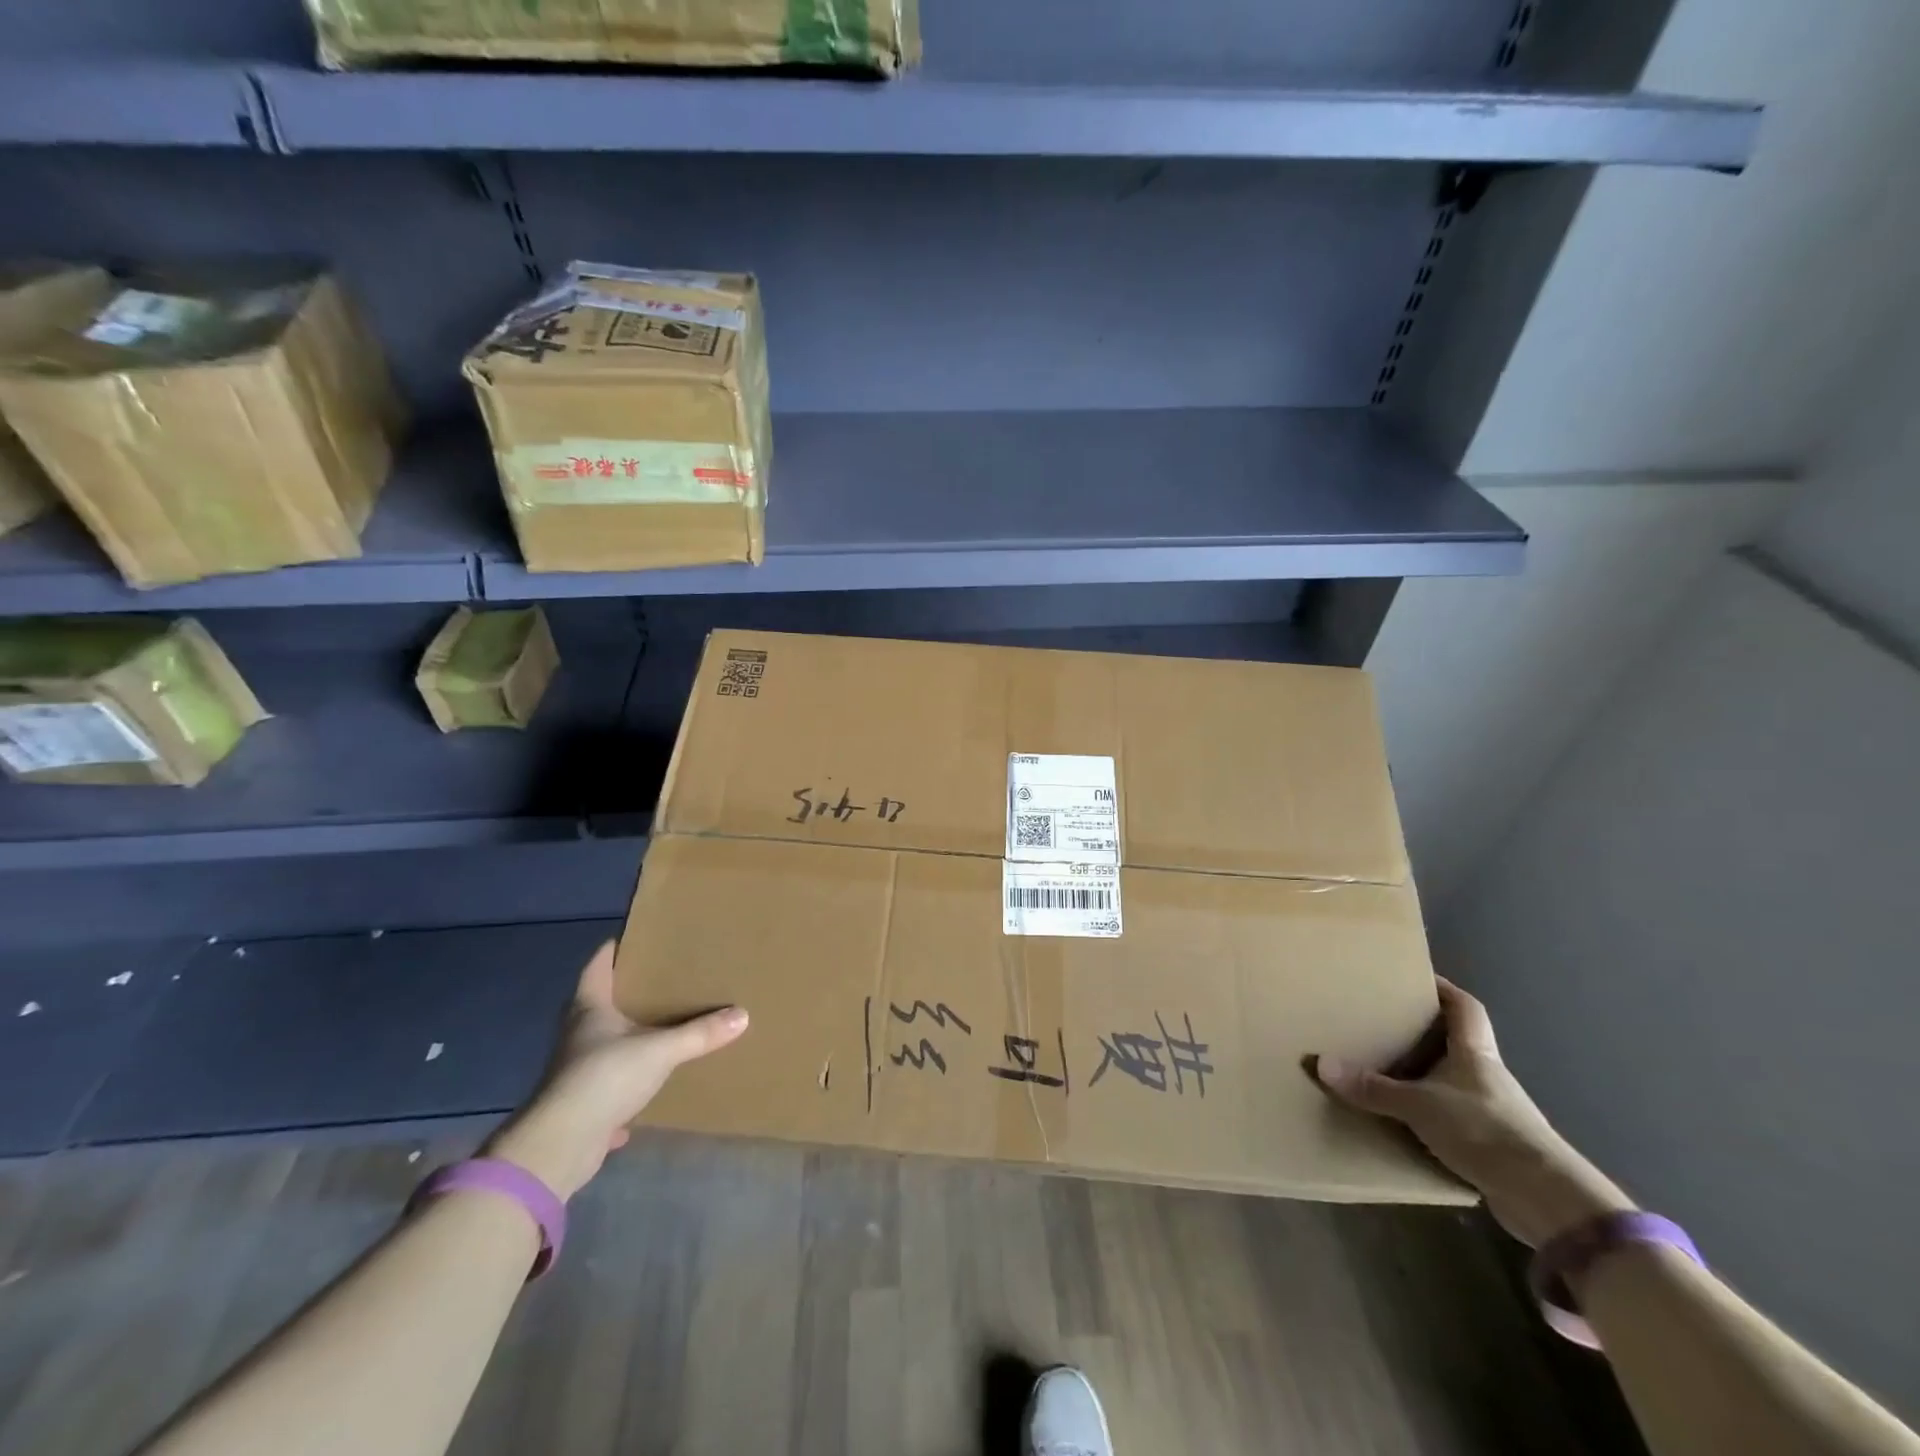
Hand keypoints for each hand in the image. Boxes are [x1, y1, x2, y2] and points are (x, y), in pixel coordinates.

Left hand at [485, 941, 747, 1198]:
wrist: (561, 1144)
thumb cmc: (605, 1077)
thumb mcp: (660, 1050)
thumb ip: (699, 1033)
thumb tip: (742, 1015)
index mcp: (590, 1008)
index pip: (598, 966)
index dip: (614, 949)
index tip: (638, 938)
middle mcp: (579, 1033)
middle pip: (601, 1002)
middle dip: (628, 992)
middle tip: (664, 978)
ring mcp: (577, 1069)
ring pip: (605, 1042)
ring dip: (628, 1036)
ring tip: (663, 1026)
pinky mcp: (583, 1102)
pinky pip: (610, 1082)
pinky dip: (627, 1082)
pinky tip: (647, 1086)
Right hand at [1313, 977, 1632, 1247]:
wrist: (1547, 1200)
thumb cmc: (1485, 1131)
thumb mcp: (1420, 1105)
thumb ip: (1372, 1087)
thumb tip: (1321, 1064)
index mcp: (1475, 1053)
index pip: (1465, 1008)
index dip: (1444, 989)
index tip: (1416, 978)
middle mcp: (1487, 1076)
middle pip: (1456, 1042)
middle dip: (1423, 1033)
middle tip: (1383, 1023)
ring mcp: (1493, 1112)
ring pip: (1453, 1081)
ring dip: (1425, 1077)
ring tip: (1384, 1072)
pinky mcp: (1492, 1146)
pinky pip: (1453, 1118)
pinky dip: (1429, 1115)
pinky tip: (1404, 1122)